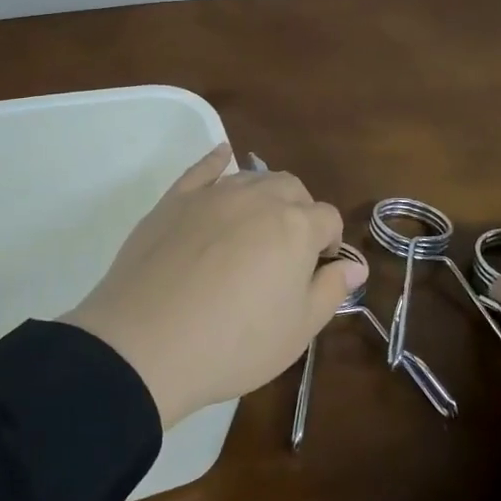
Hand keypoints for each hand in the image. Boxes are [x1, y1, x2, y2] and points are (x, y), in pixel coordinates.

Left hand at [62, 144, 364, 426]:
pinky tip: (224, 156)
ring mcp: (213, 194)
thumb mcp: (297, 331)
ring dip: (265, 195)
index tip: (317, 272)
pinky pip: (203, 168)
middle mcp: (258, 197)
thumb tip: (355, 265)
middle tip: (287, 255)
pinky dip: (218, 160)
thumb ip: (331, 290)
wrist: (146, 345)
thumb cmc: (233, 344)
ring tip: (257, 228)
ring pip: (252, 178)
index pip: (327, 219)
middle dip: (300, 213)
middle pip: (292, 189)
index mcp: (295, 226)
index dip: (328, 245)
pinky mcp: (175, 199)